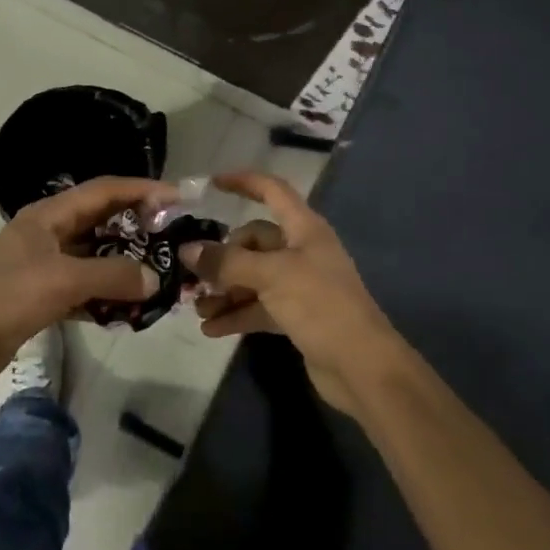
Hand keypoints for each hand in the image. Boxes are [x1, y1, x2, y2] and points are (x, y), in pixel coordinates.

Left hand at [0, 176, 168, 390]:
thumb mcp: (64, 280)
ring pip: (95, 258)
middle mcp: (49, 233)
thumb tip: (154, 279)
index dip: (142, 190)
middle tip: (174, 239)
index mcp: (49, 215)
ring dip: (124, 266)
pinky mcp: (43, 296)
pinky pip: (84, 288)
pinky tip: (130, 310)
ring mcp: (45, 265)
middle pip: (102, 222)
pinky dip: (106, 296)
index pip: (104, 191)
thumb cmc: (8, 296)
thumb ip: (113, 276)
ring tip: (160, 276)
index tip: (178, 198)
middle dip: (138, 229)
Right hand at [181, 172, 395, 414]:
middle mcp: (301, 251)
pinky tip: (210, 329)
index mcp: (304, 229)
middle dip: (221, 258)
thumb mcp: (271, 276)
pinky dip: (236, 314)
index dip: (244, 182)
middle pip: (253, 242)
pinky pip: (257, 307)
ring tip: (197, 308)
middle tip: (193, 275)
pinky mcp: (295, 316)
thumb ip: (227, 262)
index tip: (211, 184)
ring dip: (224, 290)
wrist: (361, 366)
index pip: (272, 191)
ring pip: (252, 277)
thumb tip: (187, 250)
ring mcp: (299, 285)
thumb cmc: (320, 305)